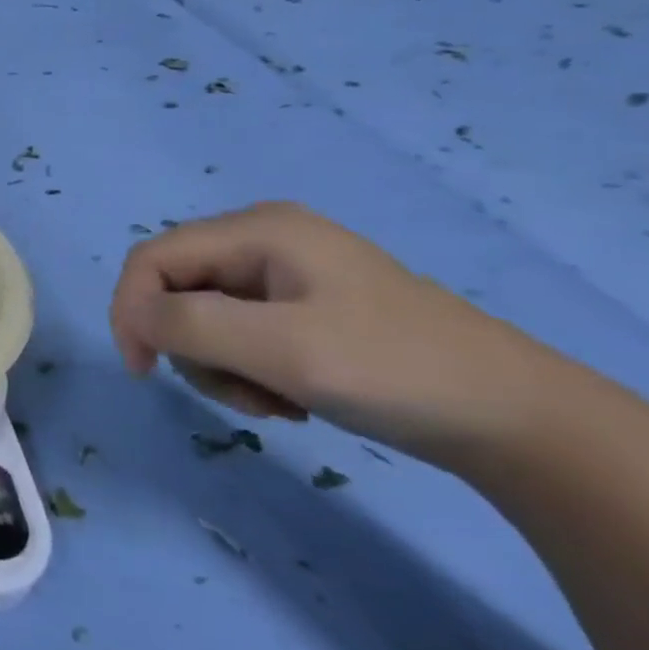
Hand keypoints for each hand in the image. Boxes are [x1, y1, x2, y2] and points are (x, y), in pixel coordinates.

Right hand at [109, 201, 541, 461]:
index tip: (143, 371)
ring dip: (220, 366)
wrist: (517, 420)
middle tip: (237, 394)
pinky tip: (288, 396)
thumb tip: (134, 316)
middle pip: (177, 288)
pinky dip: (247, 370)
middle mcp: (264, 239)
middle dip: (190, 346)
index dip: (131, 310)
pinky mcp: (303, 306)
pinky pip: (239, 332)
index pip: (152, 259)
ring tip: (272, 401)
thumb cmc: (393, 371)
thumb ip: (190, 325)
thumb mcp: (282, 349)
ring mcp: (286, 273)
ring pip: (203, 316)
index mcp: (257, 229)